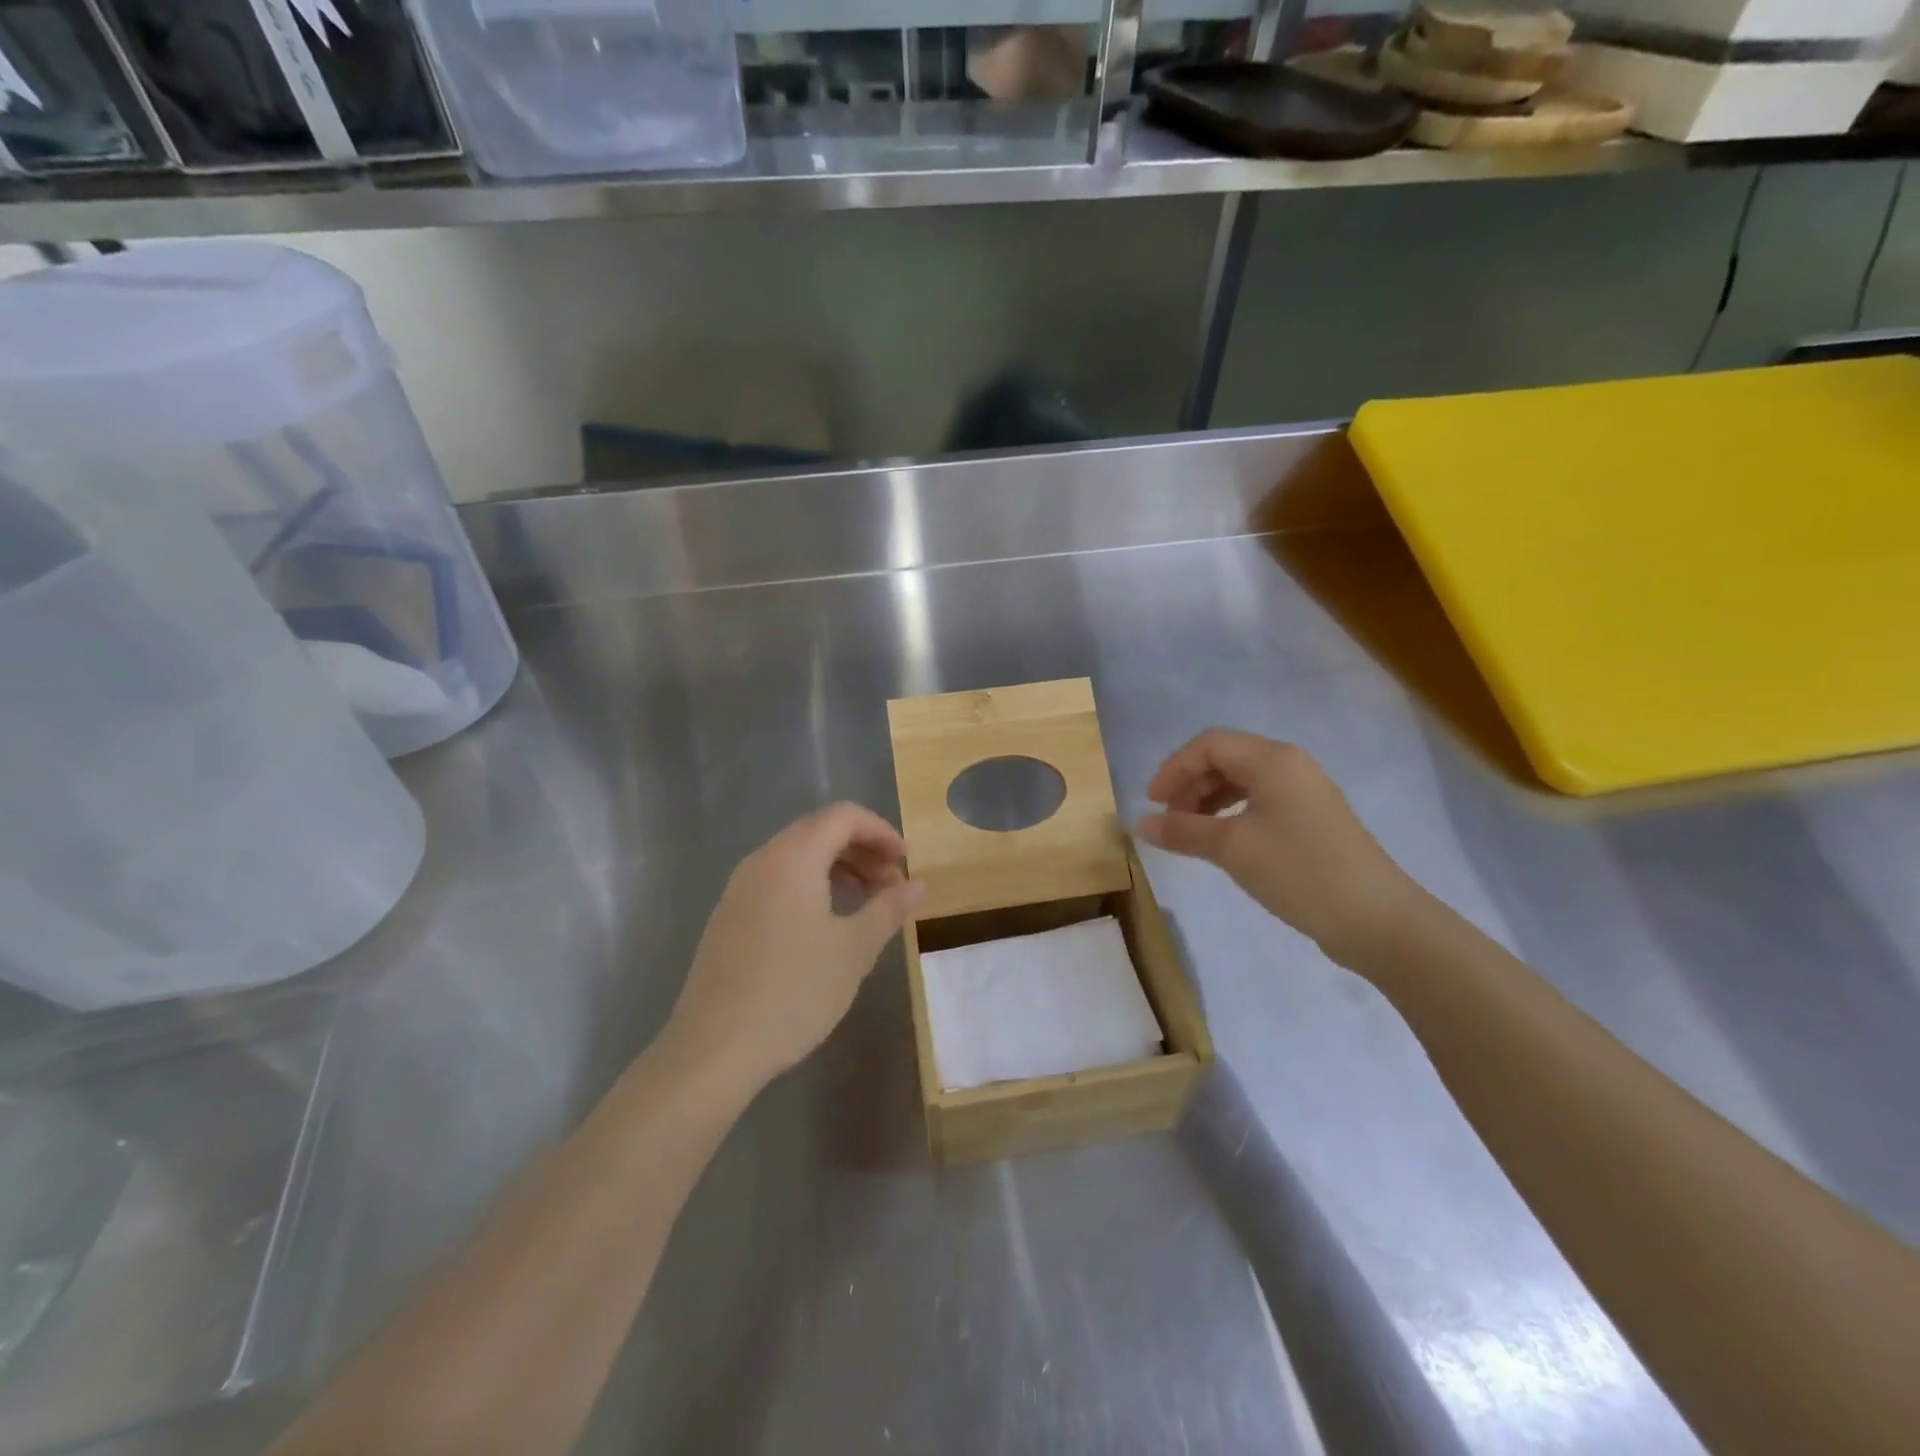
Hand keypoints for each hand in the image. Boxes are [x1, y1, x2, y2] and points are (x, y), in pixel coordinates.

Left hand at [666, 803, 921, 1091]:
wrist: (713, 1049)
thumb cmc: (793, 992)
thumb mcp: (854, 950)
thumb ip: (888, 908)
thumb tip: (916, 883)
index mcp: (792, 858)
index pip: (843, 816)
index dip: (880, 831)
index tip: (906, 862)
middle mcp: (761, 861)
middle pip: (818, 831)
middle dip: (861, 848)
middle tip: (891, 883)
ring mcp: (739, 888)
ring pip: (796, 856)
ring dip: (837, 867)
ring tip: (866, 902)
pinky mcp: (729, 916)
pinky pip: (777, 879)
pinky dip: (810, 884)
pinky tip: (826, 924)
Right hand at [1137, 730, 1419, 966]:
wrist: (1378, 920)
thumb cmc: (1300, 871)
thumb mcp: (1232, 849)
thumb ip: (1183, 831)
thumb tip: (1139, 824)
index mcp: (1273, 760)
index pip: (1209, 745)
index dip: (1174, 769)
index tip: (1152, 804)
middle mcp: (1290, 766)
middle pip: (1225, 759)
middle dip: (1190, 785)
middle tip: (1169, 823)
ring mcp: (1305, 794)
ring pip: (1242, 782)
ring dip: (1208, 802)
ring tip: (1190, 834)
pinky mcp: (1313, 821)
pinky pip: (1260, 803)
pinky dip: (1232, 816)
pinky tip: (1223, 843)